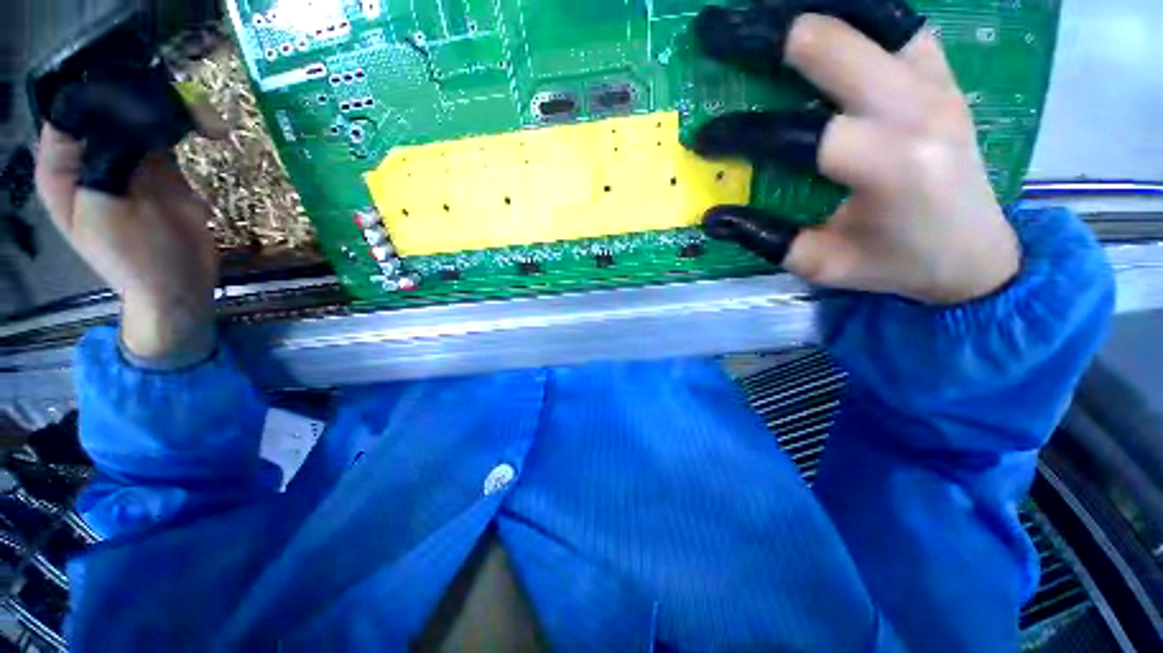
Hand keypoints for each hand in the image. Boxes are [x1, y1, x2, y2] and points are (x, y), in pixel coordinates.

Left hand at [35, 109, 226, 362]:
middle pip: (113, 106)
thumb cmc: (133, 259)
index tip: (143, 92)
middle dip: (148, 98)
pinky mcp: (161, 167)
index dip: (104, 92)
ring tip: (210, 122)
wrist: (178, 284)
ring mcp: (127, 159)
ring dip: (176, 111)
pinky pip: (170, 133)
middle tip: (186, 106)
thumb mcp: (103, 209)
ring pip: (145, 115)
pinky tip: (211, 131)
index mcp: (62, 164)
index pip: (74, 107)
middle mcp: (90, 154)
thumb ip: (105, 160)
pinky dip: (190, 126)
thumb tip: (128, 112)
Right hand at [691, 2, 1019, 304]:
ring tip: (757, 15)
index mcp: (890, 166)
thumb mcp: (822, 264)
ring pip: (868, 12)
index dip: (741, 132)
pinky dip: (849, 12)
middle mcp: (919, 108)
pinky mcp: (940, 71)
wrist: (975, 250)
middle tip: (713, 33)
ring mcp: (936, 79)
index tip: (704, 138)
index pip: (798, 133)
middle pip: (832, 42)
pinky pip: (892, 18)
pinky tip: (815, 19)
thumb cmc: (895, 263)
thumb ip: (766, 239)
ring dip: (805, 9)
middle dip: (763, 33)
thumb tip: (714, 217)